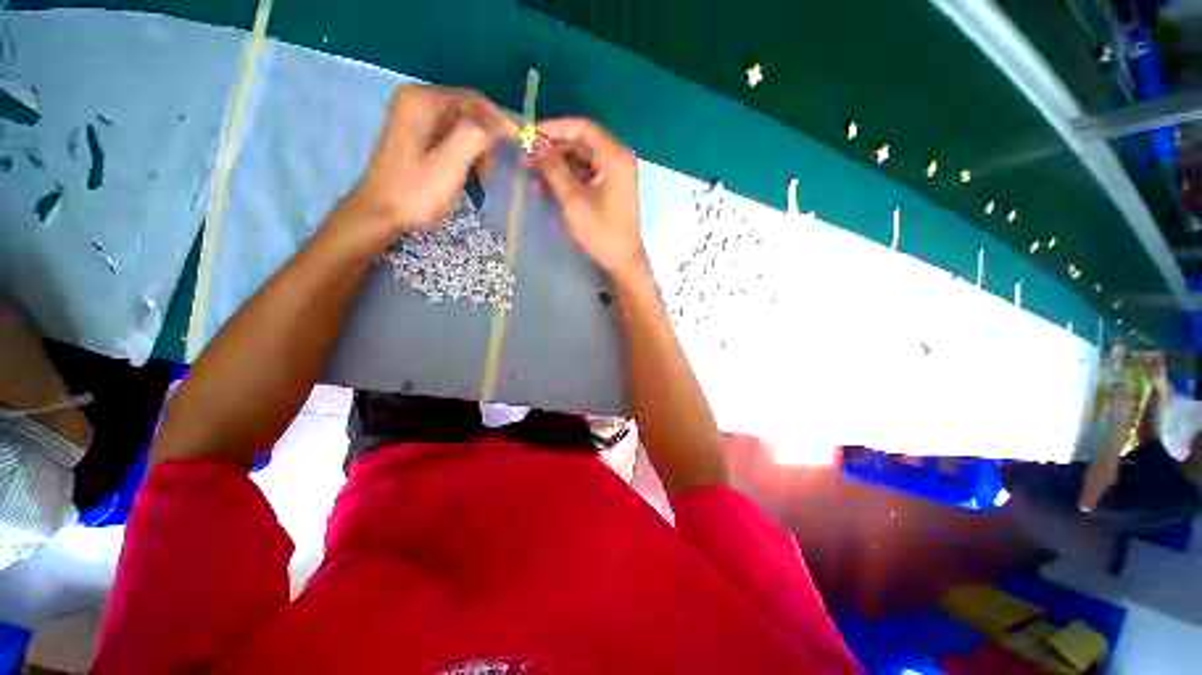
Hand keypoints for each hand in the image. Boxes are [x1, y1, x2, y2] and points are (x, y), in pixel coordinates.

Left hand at [345, 85, 513, 233]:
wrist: (379, 213)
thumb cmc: (415, 192)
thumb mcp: (450, 165)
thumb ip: (475, 136)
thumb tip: (499, 123)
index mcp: (423, 101)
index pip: (474, 99)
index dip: (498, 121)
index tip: (516, 146)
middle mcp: (416, 99)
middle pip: (467, 109)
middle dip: (485, 137)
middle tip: (490, 170)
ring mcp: (412, 115)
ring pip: (460, 123)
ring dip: (476, 146)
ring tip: (479, 175)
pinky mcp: (413, 132)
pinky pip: (448, 132)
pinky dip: (463, 149)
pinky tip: (464, 170)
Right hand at [532, 117, 644, 277]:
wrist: (622, 260)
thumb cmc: (600, 230)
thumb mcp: (573, 199)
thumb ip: (553, 168)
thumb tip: (534, 143)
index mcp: (615, 156)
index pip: (583, 128)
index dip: (555, 127)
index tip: (530, 134)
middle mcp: (618, 159)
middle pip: (582, 142)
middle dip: (554, 148)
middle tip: (528, 156)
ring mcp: (616, 174)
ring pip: (582, 159)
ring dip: (558, 164)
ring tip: (532, 173)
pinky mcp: (612, 188)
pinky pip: (587, 174)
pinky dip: (569, 178)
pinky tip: (548, 186)